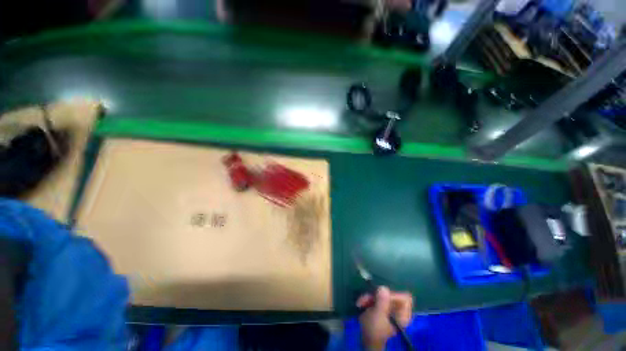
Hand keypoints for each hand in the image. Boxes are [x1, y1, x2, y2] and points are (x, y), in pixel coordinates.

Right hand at [356, 286, 412, 350]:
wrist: (367, 340)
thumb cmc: (374, 329)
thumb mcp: (378, 314)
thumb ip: (382, 301)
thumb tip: (383, 287)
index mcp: (403, 315)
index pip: (404, 298)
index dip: (392, 294)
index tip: (380, 296)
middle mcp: (399, 311)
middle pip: (391, 295)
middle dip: (376, 295)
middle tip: (366, 298)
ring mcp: (390, 310)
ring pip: (382, 296)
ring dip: (370, 298)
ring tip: (361, 302)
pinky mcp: (382, 309)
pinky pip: (377, 299)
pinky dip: (369, 301)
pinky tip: (362, 304)